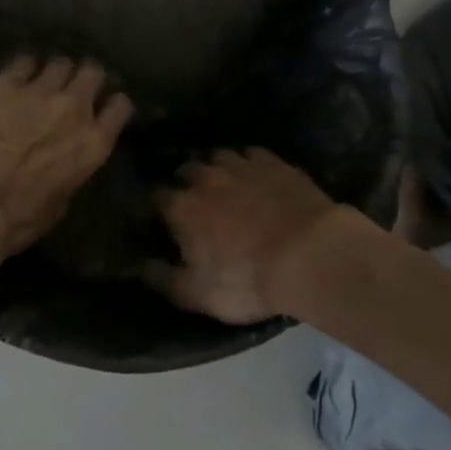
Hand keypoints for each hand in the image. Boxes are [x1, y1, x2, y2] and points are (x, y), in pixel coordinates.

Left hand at [0, 57, 133, 261]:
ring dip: (53, 72)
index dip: (111, 103)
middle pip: (92, 73)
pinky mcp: (5, 83)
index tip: (102, 105)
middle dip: (85, 78)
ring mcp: (40, 91)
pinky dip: (22, 68)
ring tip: (41, 80)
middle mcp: (74, 109)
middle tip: (72, 87)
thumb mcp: (60, 203)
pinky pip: (23, 61)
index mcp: (94, 144)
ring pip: (60, 63)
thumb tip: (65, 162)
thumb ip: (71, 171)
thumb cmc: (16, 219)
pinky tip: (13, 77)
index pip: (120, 107)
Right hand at [148, 149, 339, 324]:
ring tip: (227, 183)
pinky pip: (254, 154)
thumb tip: (140, 265)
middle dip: (187, 181)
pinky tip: (259, 176)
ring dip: (218, 168)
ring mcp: (242, 166)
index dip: (159, 208)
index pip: (157, 197)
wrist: (310, 255)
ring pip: (220, 156)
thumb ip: (163, 279)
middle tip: (197, 200)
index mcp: (182, 208)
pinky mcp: (276, 164)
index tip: (163, 219)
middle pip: (187, 169)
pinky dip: (251, 163)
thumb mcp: (197, 294)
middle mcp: (206, 179)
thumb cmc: (247, 279)